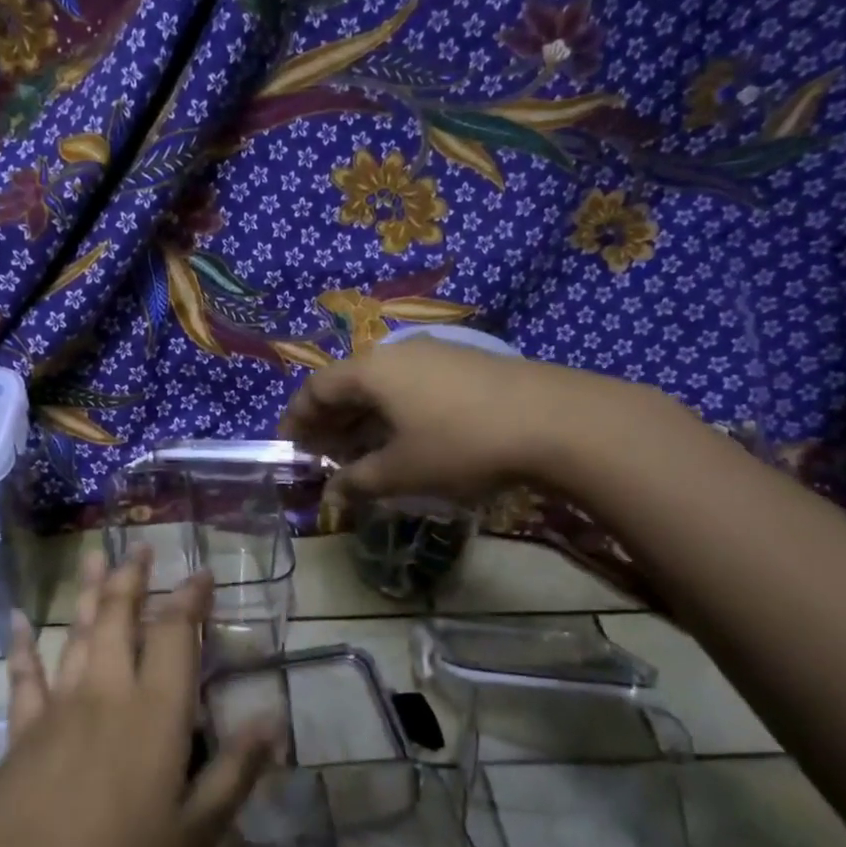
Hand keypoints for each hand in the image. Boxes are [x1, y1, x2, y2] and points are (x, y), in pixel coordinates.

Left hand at [0, 550, 279, 846]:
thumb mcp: (196, 833)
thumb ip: (235, 772)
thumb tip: (274, 722)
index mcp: (155, 713)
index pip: (175, 636)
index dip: (190, 600)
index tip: (201, 573)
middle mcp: (107, 694)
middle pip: (121, 619)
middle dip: (134, 580)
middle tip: (140, 549)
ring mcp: (60, 709)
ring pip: (78, 635)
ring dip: (91, 594)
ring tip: (96, 558)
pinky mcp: (23, 733)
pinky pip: (25, 676)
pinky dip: (24, 646)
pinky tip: (19, 621)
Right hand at [279, 337, 637, 504]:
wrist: (555, 421)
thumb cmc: (461, 445)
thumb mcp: (402, 471)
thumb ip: (357, 482)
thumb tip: (332, 494)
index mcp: (372, 370)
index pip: (316, 388)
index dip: (297, 420)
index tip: (290, 449)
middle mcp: (397, 352)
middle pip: (348, 383)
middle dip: (329, 422)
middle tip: (323, 457)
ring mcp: (436, 354)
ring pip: (382, 386)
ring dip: (363, 419)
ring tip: (361, 455)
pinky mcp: (466, 365)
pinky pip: (411, 386)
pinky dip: (394, 413)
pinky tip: (405, 441)